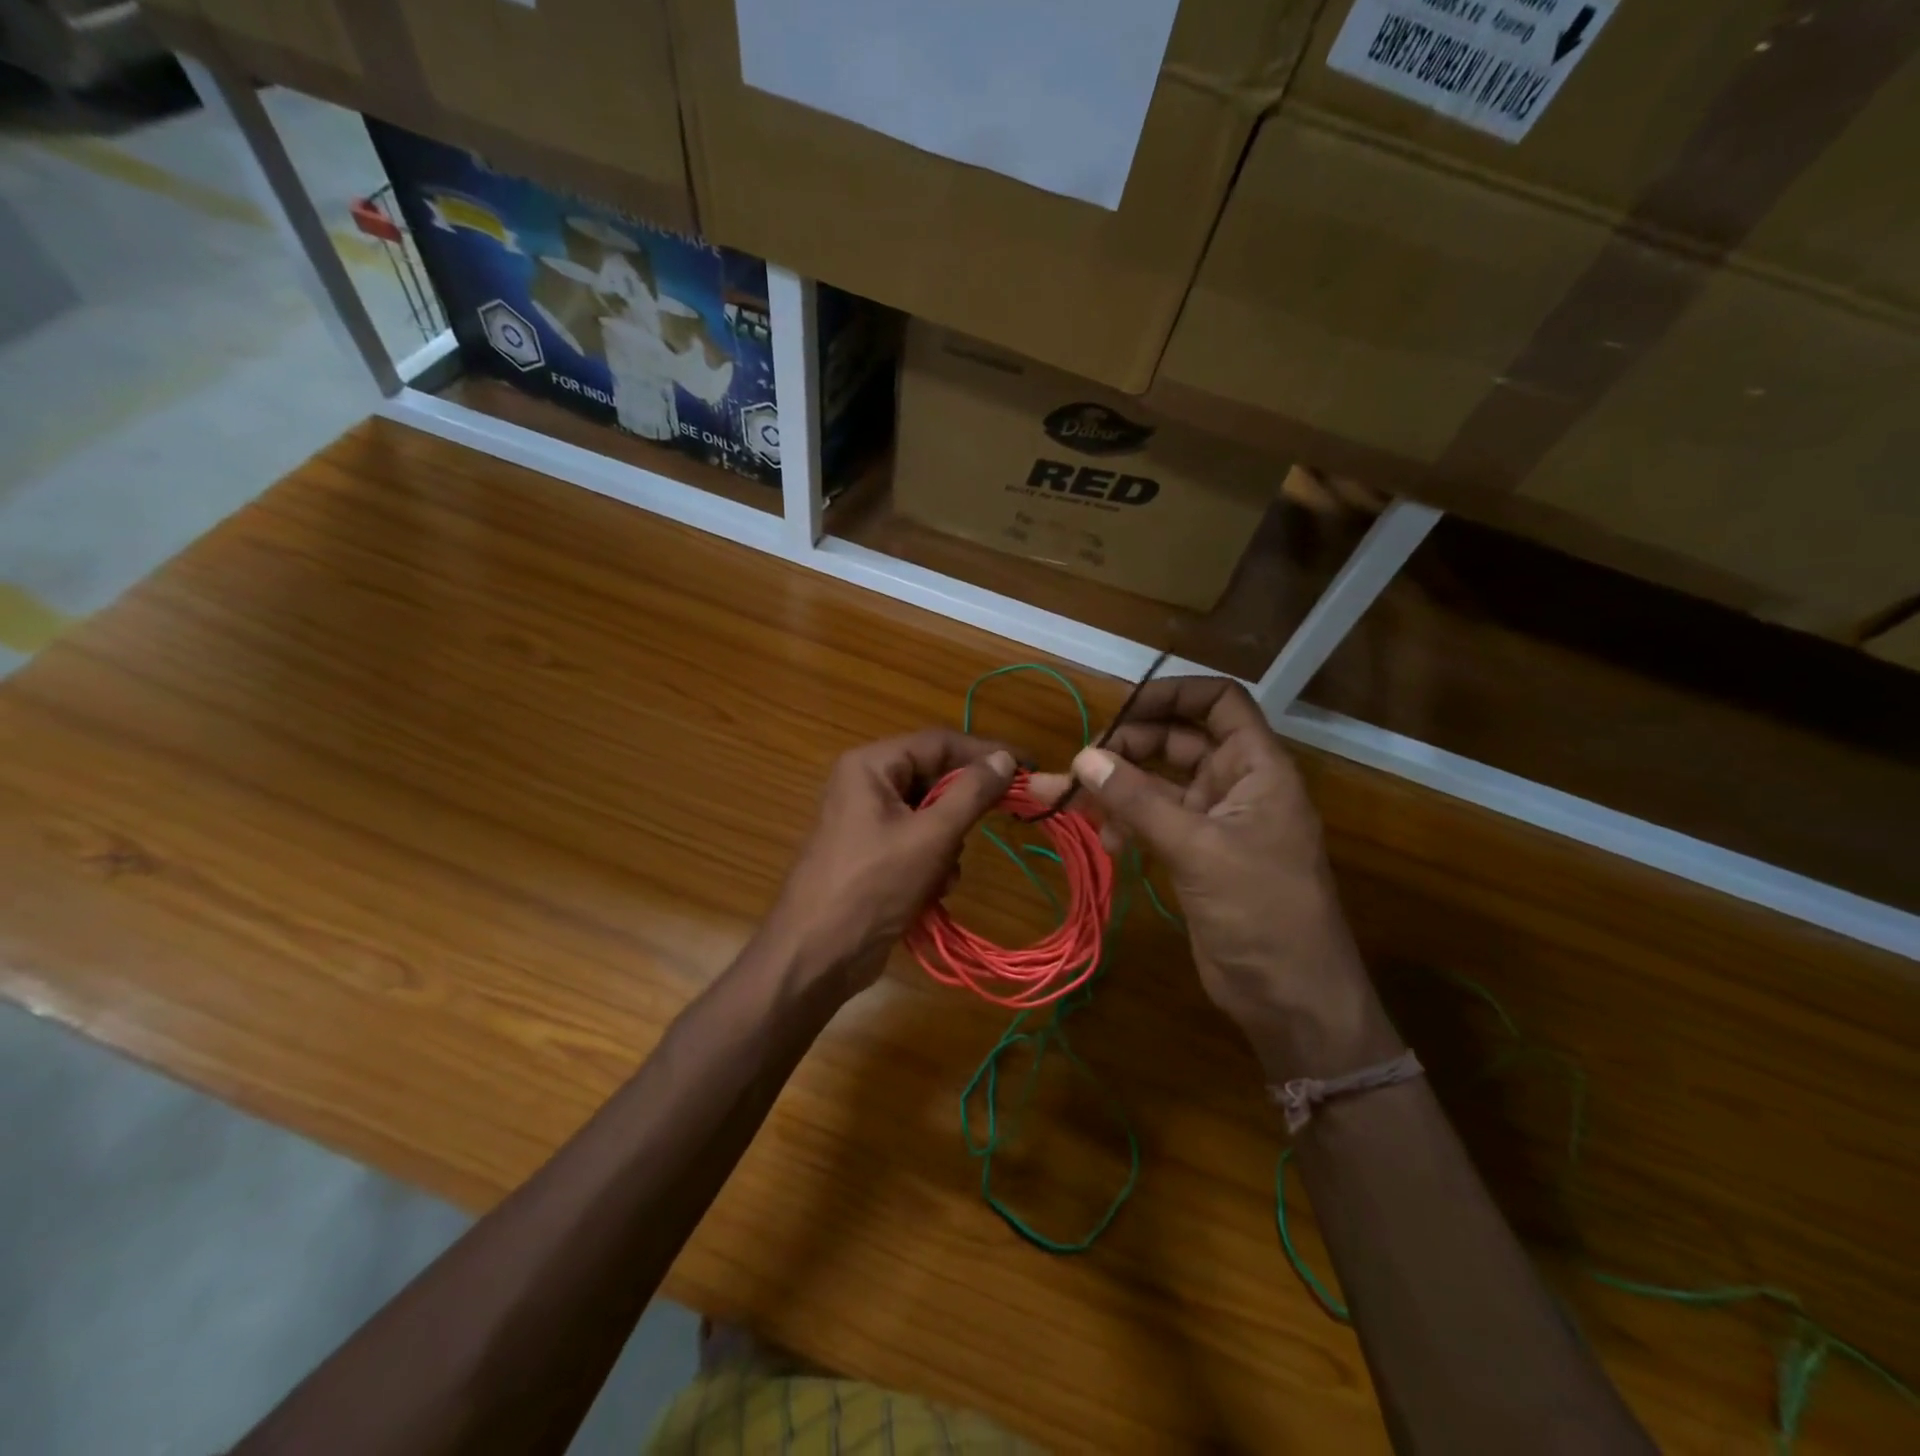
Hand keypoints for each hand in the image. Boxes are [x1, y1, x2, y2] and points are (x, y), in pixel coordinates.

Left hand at [765, 730, 1016, 997]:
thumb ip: (972, 793)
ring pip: (931, 815)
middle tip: (998, 822)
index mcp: (872, 766)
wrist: (817, 954)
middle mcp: (867, 784)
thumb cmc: (873, 885)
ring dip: (949, 845)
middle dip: (962, 810)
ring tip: (944, 874)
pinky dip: (933, 864)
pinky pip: (918, 843)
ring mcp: (868, 821)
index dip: (987, 753)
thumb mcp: (931, 836)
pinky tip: (932, 892)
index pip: (940, 743)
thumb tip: (1006, 758)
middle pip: (935, 779)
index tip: (1029, 768)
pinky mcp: (873, 855)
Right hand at [1033, 678, 1397, 1081]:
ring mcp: (1213, 820)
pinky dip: (1125, 823)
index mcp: (1256, 767)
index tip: (1119, 708)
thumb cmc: (1261, 911)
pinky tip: (1105, 841)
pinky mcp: (1194, 854)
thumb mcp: (1197, 849)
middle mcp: (1235, 784)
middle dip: (1128, 747)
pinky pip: (1152, 821)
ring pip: (1157, 783)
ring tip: (1072, 803)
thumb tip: (1083, 757)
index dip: (1172, 694)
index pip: (1218, 702)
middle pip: (1177, 739)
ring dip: (1116, 788)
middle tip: (1082, 765)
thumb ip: (1138, 800)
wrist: (1290, 998)